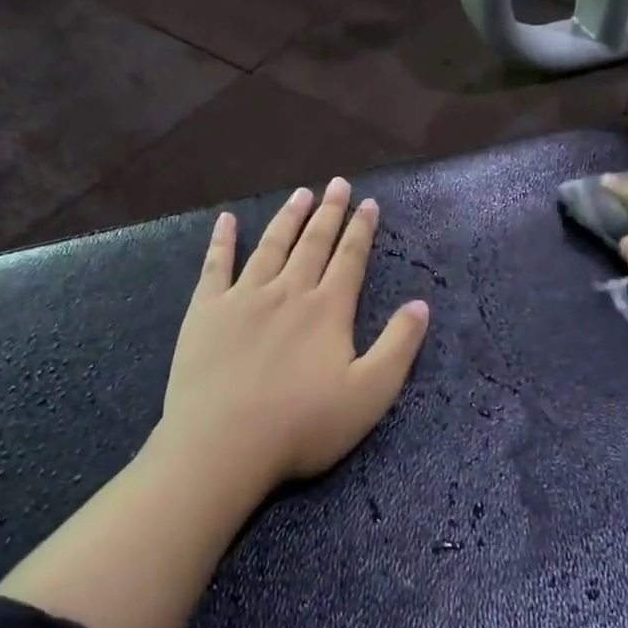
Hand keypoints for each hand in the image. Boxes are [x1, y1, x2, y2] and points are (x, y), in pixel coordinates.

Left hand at [160, 177, 430, 490]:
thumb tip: (421, 305)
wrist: (223, 443)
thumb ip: (399, 346)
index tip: (369, 203)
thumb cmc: (303, 425)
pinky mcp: (206, 311)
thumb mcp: (370, 394)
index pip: (350, 259)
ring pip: (271, 246)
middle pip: (313, 243)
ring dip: (287, 218)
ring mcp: (243, 297)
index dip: (361, 230)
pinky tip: (227, 221)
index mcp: (327, 310)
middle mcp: (288, 292)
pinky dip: (222, 240)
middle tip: (337, 184)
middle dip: (328, 212)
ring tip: (300, 193)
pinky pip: (216, 265)